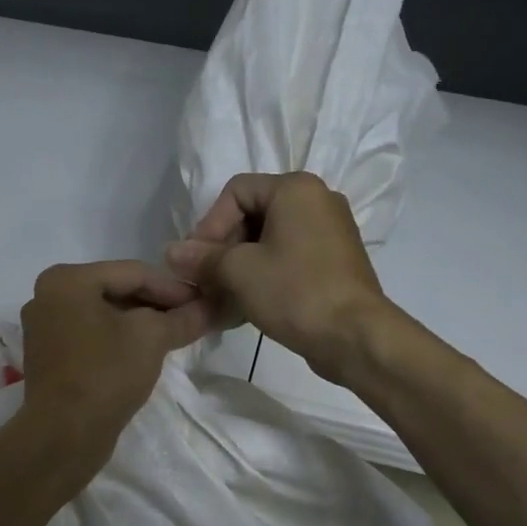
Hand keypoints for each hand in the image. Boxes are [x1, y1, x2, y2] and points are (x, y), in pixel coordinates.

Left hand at [19, 261, 212, 460]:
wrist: (64, 436)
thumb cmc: (106, 374)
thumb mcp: (152, 338)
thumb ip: (183, 318)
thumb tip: (213, 307)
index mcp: (66, 279)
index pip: (133, 272)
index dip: (173, 288)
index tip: (204, 302)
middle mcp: (47, 295)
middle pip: (117, 291)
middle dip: (157, 305)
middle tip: (192, 319)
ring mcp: (44, 328)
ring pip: (105, 315)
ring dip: (141, 323)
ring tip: (175, 336)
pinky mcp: (49, 356)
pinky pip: (92, 336)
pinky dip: (119, 339)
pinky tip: (146, 353)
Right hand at [164, 171, 390, 384]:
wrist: (355, 336)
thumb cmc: (294, 291)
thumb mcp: (239, 272)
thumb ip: (202, 258)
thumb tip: (171, 252)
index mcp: (296, 189)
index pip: (236, 191)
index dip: (209, 224)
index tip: (196, 260)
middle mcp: (317, 201)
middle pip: (253, 214)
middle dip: (223, 248)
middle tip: (205, 281)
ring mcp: (330, 232)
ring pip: (270, 240)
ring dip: (240, 266)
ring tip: (220, 298)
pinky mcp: (334, 262)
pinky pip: (289, 258)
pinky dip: (264, 275)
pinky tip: (245, 305)